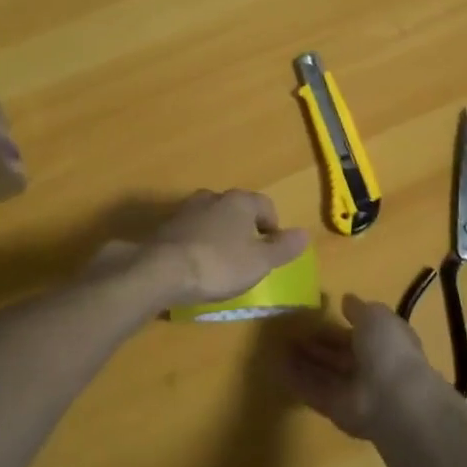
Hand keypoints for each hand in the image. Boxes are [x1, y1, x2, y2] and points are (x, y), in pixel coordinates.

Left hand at [125, 190, 309, 305]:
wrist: (162, 270)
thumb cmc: (218, 264)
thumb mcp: (259, 262)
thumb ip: (282, 248)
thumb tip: (304, 234)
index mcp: (239, 201)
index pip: (265, 205)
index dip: (273, 226)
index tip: (272, 249)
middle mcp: (213, 197)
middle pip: (236, 208)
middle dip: (244, 228)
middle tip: (248, 255)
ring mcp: (186, 210)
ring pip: (212, 217)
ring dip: (220, 234)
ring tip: (221, 261)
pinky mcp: (166, 226)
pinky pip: (191, 231)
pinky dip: (198, 242)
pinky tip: (197, 264)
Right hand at [285, 294, 444, 438]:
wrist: (393, 401)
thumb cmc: (388, 350)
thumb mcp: (376, 317)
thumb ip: (359, 309)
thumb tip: (346, 300)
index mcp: (384, 343)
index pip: (358, 333)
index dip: (338, 324)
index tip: (315, 314)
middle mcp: (368, 367)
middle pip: (338, 354)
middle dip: (317, 343)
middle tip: (290, 330)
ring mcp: (351, 389)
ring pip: (324, 372)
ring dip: (303, 360)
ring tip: (279, 344)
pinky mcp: (334, 408)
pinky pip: (312, 390)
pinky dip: (296, 380)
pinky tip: (276, 365)